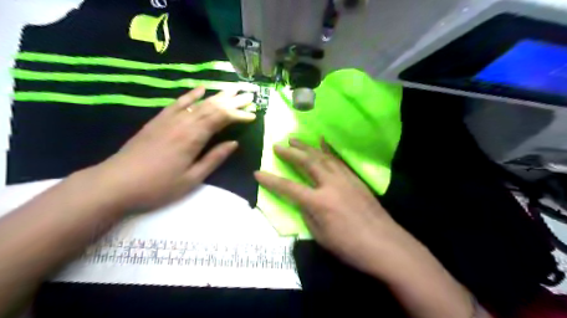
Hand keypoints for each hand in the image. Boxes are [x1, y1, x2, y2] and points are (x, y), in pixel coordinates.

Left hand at [85, 86, 254, 211]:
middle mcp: (183, 123)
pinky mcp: (158, 120)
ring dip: (217, 95)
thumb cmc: (158, 186)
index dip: (238, 115)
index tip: (252, 114)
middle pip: (211, 107)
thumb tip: (234, 143)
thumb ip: (214, 159)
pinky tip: (201, 88)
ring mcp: (169, 120)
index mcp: (192, 138)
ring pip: (198, 103)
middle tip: (248, 94)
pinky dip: (191, 94)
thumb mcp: (192, 179)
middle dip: (232, 101)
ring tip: (232, 89)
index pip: (221, 119)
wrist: (115, 184)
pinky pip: (178, 103)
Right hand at [254, 138, 409, 274]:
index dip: (271, 180)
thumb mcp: (320, 235)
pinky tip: (323, 141)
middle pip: (306, 163)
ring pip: (322, 157)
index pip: (288, 187)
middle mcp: (330, 184)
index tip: (257, 173)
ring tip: (294, 140)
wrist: (384, 244)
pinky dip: (328, 150)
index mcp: (318, 202)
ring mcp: (344, 179)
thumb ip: (308, 214)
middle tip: (277, 145)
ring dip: (306, 147)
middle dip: (290, 153)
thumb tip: (302, 201)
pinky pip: (338, 160)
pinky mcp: (355, 178)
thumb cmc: (349, 246)